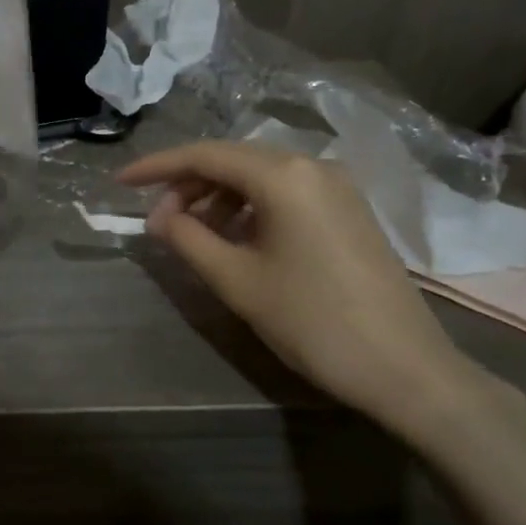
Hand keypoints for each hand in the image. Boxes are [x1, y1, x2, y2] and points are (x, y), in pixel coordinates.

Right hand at [118, 142, 498, 440]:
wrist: (405, 369)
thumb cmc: (312, 321)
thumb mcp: (237, 281)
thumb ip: (188, 239)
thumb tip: (158, 217)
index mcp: (284, 176)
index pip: (205, 155)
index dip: (157, 167)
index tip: (120, 182)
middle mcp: (312, 165)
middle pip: (233, 160)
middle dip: (188, 184)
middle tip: (158, 221)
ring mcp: (336, 186)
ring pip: (260, 176)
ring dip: (219, 197)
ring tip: (193, 233)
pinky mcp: (349, 209)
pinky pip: (286, 192)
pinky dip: (251, 207)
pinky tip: (236, 238)